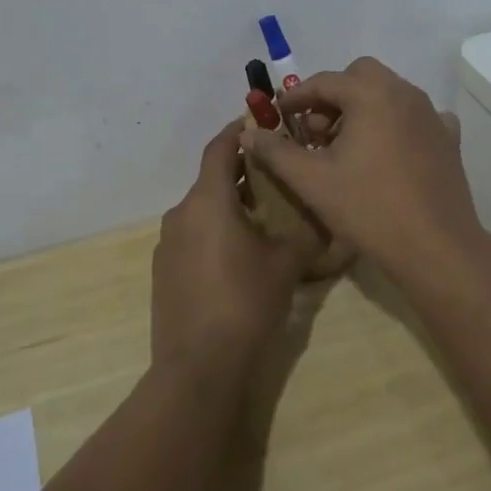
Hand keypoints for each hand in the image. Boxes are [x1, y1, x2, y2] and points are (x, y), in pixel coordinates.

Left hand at [152, 122, 307, 389]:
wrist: (198, 367)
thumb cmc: (246, 302)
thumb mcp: (287, 264)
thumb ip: (305, 234)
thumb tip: (326, 222)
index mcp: (208, 200)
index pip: (220, 148)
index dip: (238, 130)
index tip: (259, 122)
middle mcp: (181, 214)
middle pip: (211, 179)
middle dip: (241, 172)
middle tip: (275, 175)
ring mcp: (167, 244)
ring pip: (201, 209)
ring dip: (228, 204)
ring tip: (263, 215)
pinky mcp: (164, 272)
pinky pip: (192, 236)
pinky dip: (214, 231)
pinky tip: (238, 254)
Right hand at [238, 57, 483, 279]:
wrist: (435, 246)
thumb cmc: (368, 208)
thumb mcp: (311, 180)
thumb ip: (276, 151)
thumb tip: (249, 132)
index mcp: (371, 94)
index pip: (324, 81)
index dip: (296, 97)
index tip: (279, 115)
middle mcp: (404, 92)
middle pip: (360, 77)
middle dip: (332, 96)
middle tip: (315, 130)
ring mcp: (431, 114)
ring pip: (388, 94)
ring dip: (362, 108)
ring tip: (345, 146)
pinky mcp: (448, 138)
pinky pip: (415, 116)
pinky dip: (395, 123)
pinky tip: (386, 151)